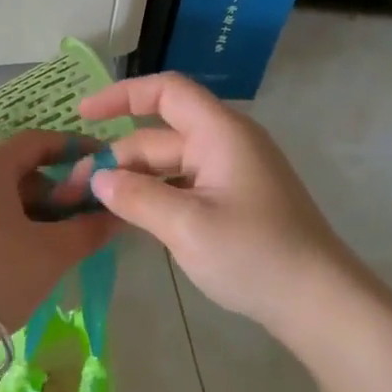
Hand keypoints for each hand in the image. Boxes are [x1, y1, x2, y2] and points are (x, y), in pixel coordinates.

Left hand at [0, 130, 116, 329]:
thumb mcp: (51, 254)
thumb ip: (88, 229)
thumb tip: (115, 215)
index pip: (36, 142)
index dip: (72, 149)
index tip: (99, 164)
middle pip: (13, 169)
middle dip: (51, 189)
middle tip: (77, 218)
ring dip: (26, 209)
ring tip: (50, 242)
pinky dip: (0, 222)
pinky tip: (15, 254)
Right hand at [75, 73, 352, 334]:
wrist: (316, 300)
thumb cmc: (253, 255)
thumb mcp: (186, 226)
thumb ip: (136, 197)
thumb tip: (97, 178)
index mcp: (220, 134)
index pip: (166, 92)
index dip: (121, 95)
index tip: (82, 115)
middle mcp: (226, 145)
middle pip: (160, 136)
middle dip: (117, 158)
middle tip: (75, 191)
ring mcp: (231, 175)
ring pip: (169, 166)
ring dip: (133, 181)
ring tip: (94, 207)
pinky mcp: (233, 203)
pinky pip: (184, 188)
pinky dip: (155, 197)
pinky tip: (130, 220)